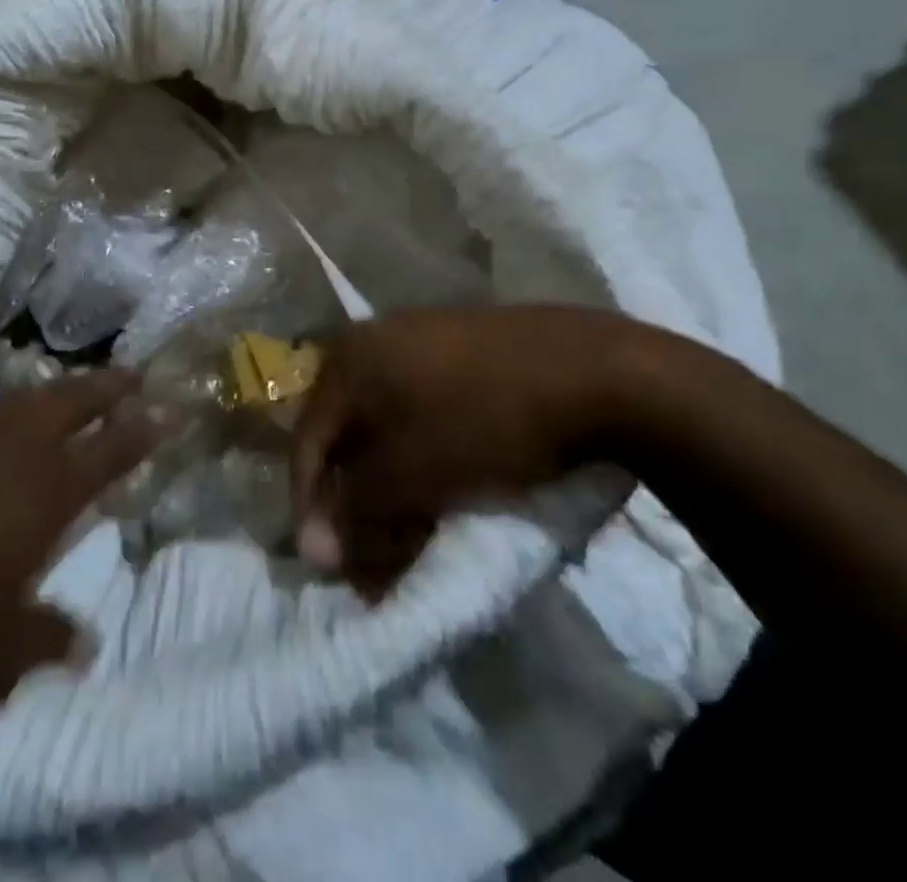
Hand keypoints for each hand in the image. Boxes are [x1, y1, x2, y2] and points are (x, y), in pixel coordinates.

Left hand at [0, 373, 156, 722]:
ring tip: (51, 409)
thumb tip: (83, 642)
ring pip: (13, 401)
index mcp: (43, 489)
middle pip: (70, 398)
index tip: (167, 407)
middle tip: (131, 374)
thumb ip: (44, 640)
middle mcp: (5, 443)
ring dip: (41, 402)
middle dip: (106, 384)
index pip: (112, 446)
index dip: (143, 426)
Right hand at [291, 306, 660, 592]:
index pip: (307, 440)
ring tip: (417, 532)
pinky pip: (421, 413)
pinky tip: (446, 489)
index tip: (332, 566)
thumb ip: (359, 512)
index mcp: (351, 358)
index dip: (312, 507)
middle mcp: (376, 340)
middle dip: (358, 502)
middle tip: (379, 556)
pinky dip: (422, 459)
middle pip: (347, 435)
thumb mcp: (415, 473)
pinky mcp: (461, 352)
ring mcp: (421, 341)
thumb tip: (314, 553)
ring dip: (391, 486)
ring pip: (387, 427)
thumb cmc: (488, 419)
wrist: (598, 370)